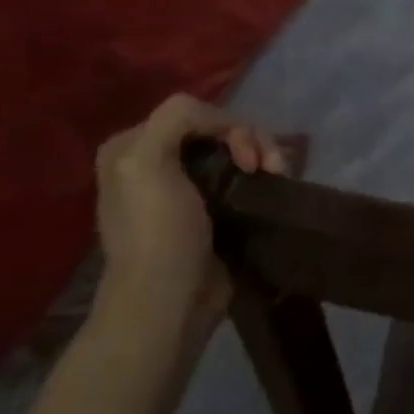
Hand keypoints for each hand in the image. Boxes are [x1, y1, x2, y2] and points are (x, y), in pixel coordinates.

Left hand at [92, 94, 285, 338]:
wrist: (169, 302)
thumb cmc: (157, 232)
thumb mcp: (144, 161)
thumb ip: (177, 118)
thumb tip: (228, 123)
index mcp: (134, 146)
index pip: (196, 111)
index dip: (228, 125)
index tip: (246, 157)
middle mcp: (159, 160)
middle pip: (221, 128)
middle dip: (252, 140)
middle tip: (269, 168)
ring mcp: (190, 185)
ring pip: (239, 148)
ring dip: (266, 154)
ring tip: (279, 176)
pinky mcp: (217, 208)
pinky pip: (248, 173)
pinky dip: (267, 173)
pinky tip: (277, 182)